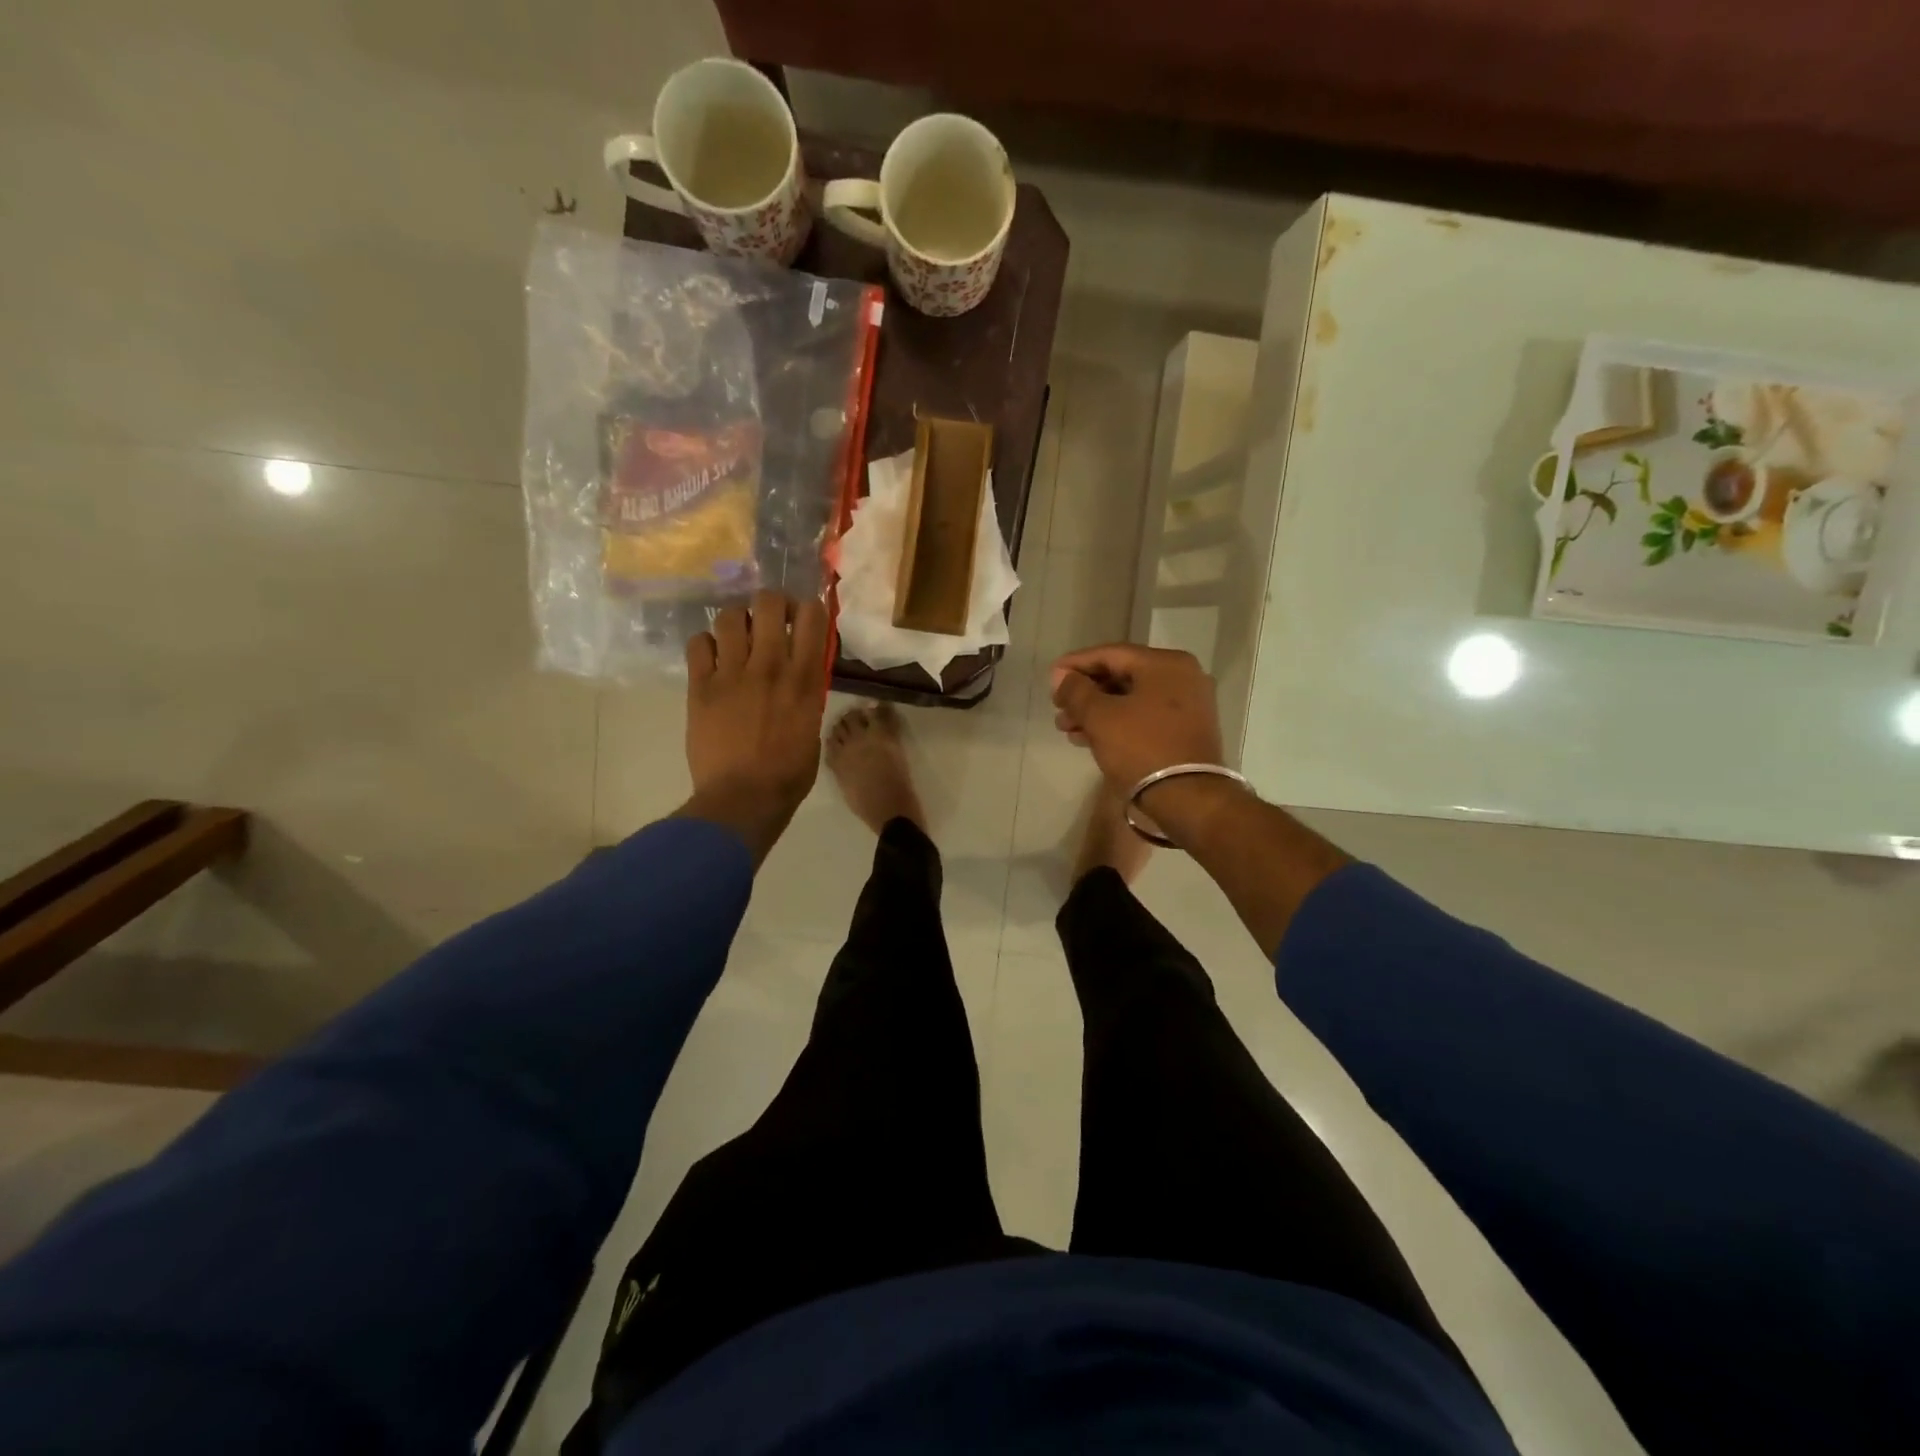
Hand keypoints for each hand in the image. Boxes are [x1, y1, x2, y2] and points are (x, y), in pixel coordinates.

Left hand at [679, 591, 828, 864]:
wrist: (743, 798)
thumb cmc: (788, 774)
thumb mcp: (813, 729)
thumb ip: (806, 695)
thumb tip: (798, 678)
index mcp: (804, 678)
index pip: (812, 616)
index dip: (809, 609)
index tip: (804, 618)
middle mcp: (769, 665)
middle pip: (768, 602)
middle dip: (772, 604)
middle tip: (770, 619)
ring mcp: (731, 673)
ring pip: (730, 617)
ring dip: (737, 621)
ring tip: (737, 636)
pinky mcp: (701, 686)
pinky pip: (698, 643)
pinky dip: (706, 644)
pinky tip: (712, 658)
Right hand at [1049, 644, 1225, 793]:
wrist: (1188, 798)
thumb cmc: (1141, 749)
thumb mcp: (1100, 717)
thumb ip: (1076, 691)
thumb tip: (1061, 676)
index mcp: (1166, 664)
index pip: (1111, 654)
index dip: (1076, 664)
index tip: (1051, 678)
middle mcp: (1183, 676)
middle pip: (1122, 676)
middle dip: (1085, 693)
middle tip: (1058, 709)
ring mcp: (1189, 704)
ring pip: (1131, 699)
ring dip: (1097, 711)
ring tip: (1067, 728)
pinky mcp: (1187, 730)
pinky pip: (1145, 716)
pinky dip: (1117, 723)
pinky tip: (1090, 738)